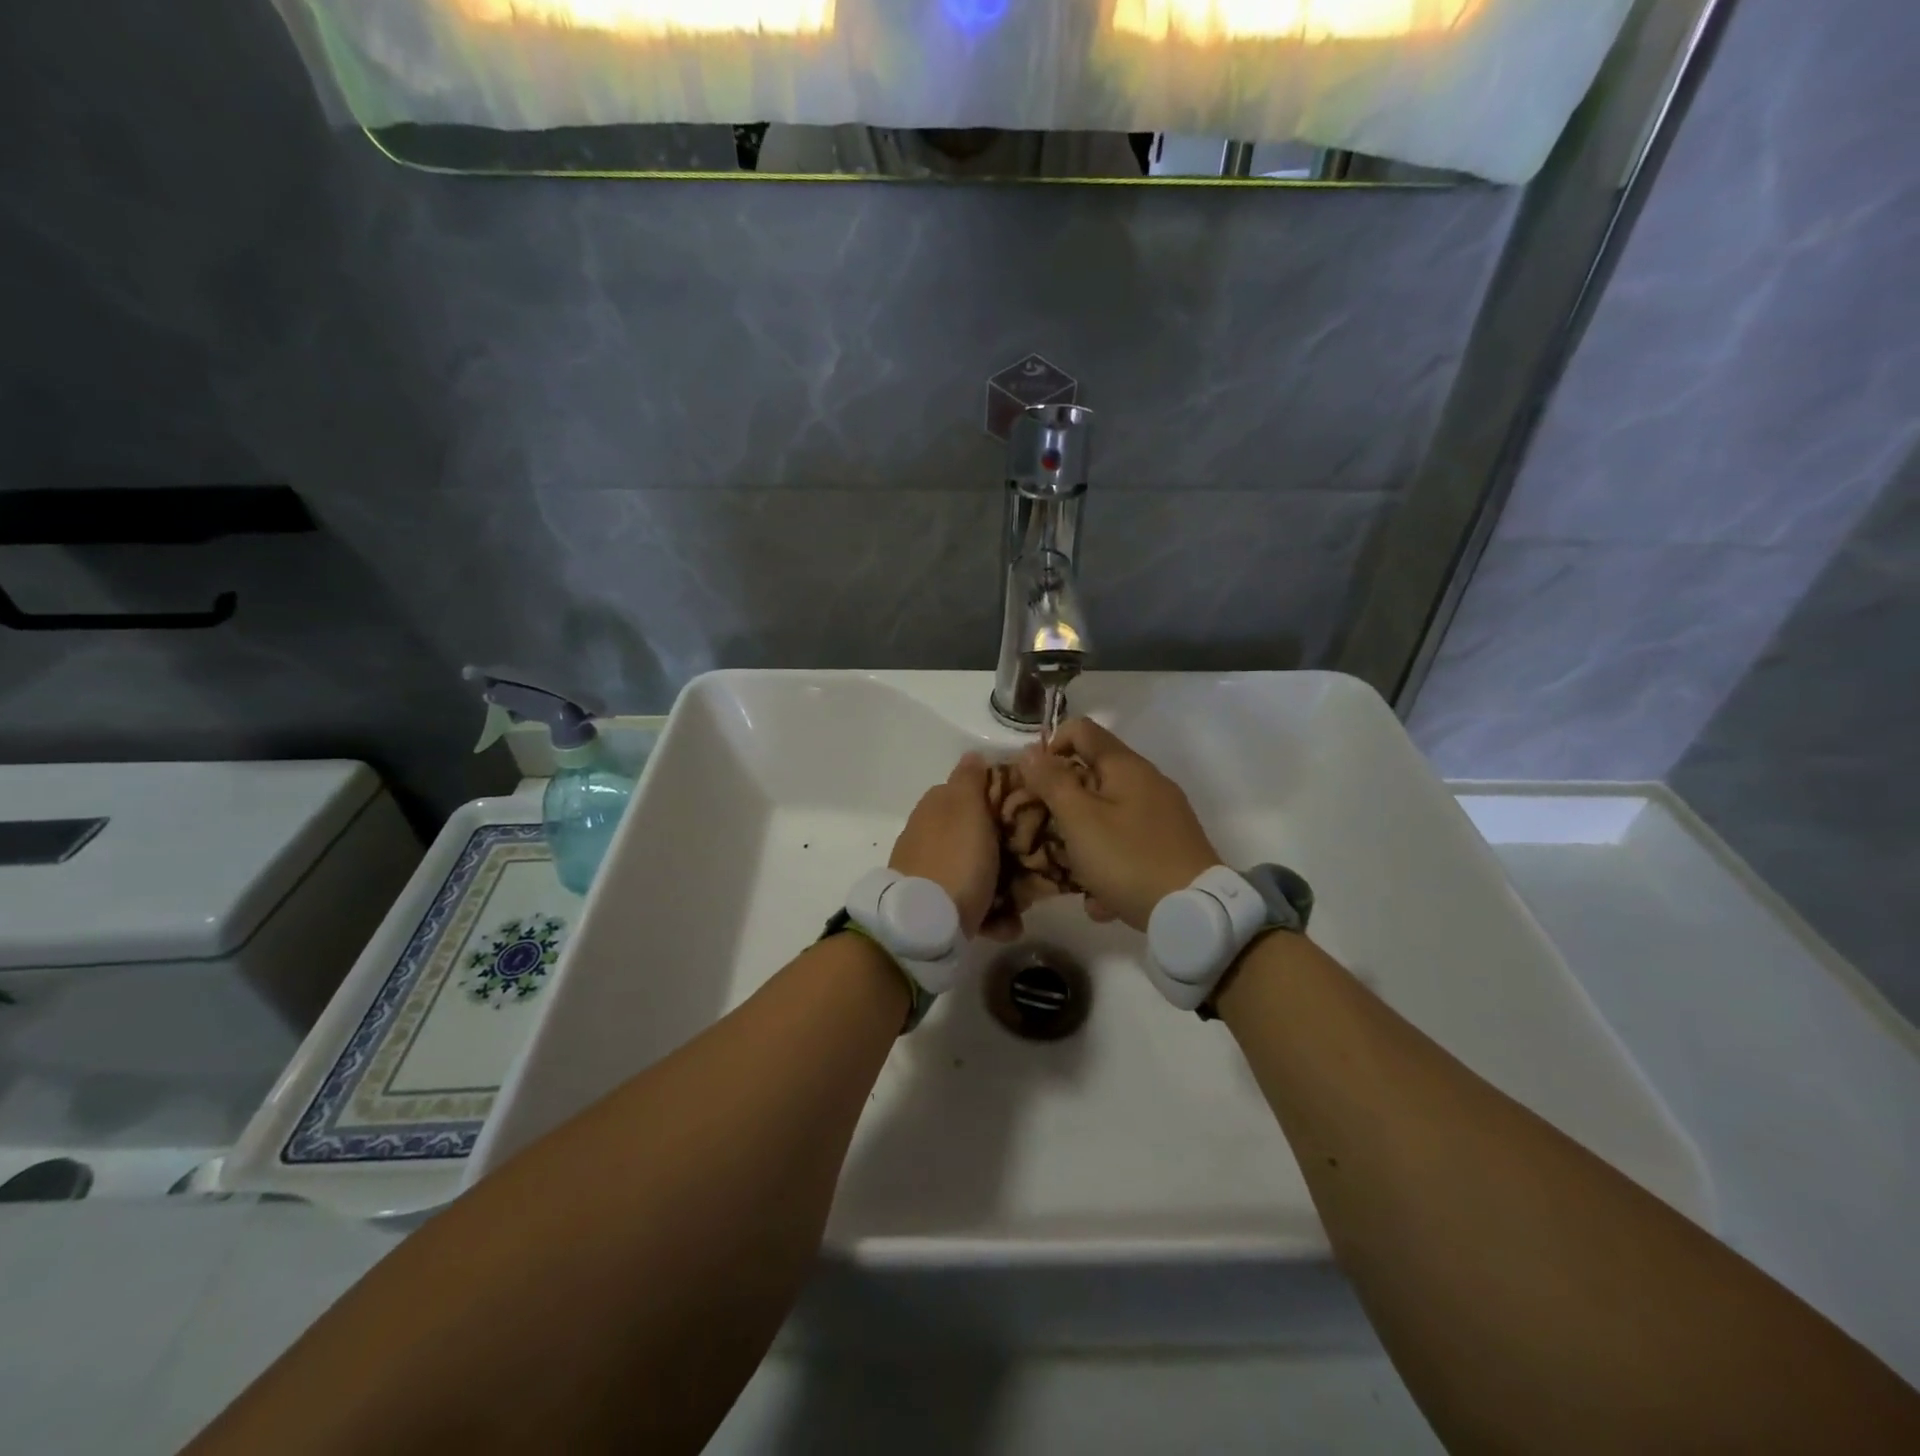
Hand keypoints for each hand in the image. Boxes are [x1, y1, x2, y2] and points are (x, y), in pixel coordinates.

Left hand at [889, 754, 1018, 940]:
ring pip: (981, 870)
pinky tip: (1004, 925)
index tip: (1034, 815)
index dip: (1007, 800)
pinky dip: (990, 913)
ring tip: (1022, 903)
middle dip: (1009, 849)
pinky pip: (973, 902)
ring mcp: (932, 869)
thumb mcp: (967, 809)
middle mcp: (931, 833)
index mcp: (938, 805)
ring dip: (1005, 886)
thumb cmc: (956, 860)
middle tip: (1033, 862)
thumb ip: (971, 779)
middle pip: (982, 834)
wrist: (925, 925)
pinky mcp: (937, 903)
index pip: (977, 790)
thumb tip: (972, 754)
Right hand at [1017, 719, 1219, 931]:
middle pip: (1093, 774)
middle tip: (1043, 828)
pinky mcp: (1170, 847)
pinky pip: (1127, 845)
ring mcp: (1162, 816)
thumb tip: (1030, 751)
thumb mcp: (1079, 819)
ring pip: (1108, 815)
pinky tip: (1101, 899)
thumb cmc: (1128, 858)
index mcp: (1126, 766)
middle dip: (1063, 800)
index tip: (1034, 782)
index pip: (1081, 729)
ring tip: (1070, 870)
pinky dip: (1110, 864)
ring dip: (1083, 838)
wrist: (1194, 913)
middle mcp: (1148, 783)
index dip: (1051, 746)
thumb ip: (1052, 782)